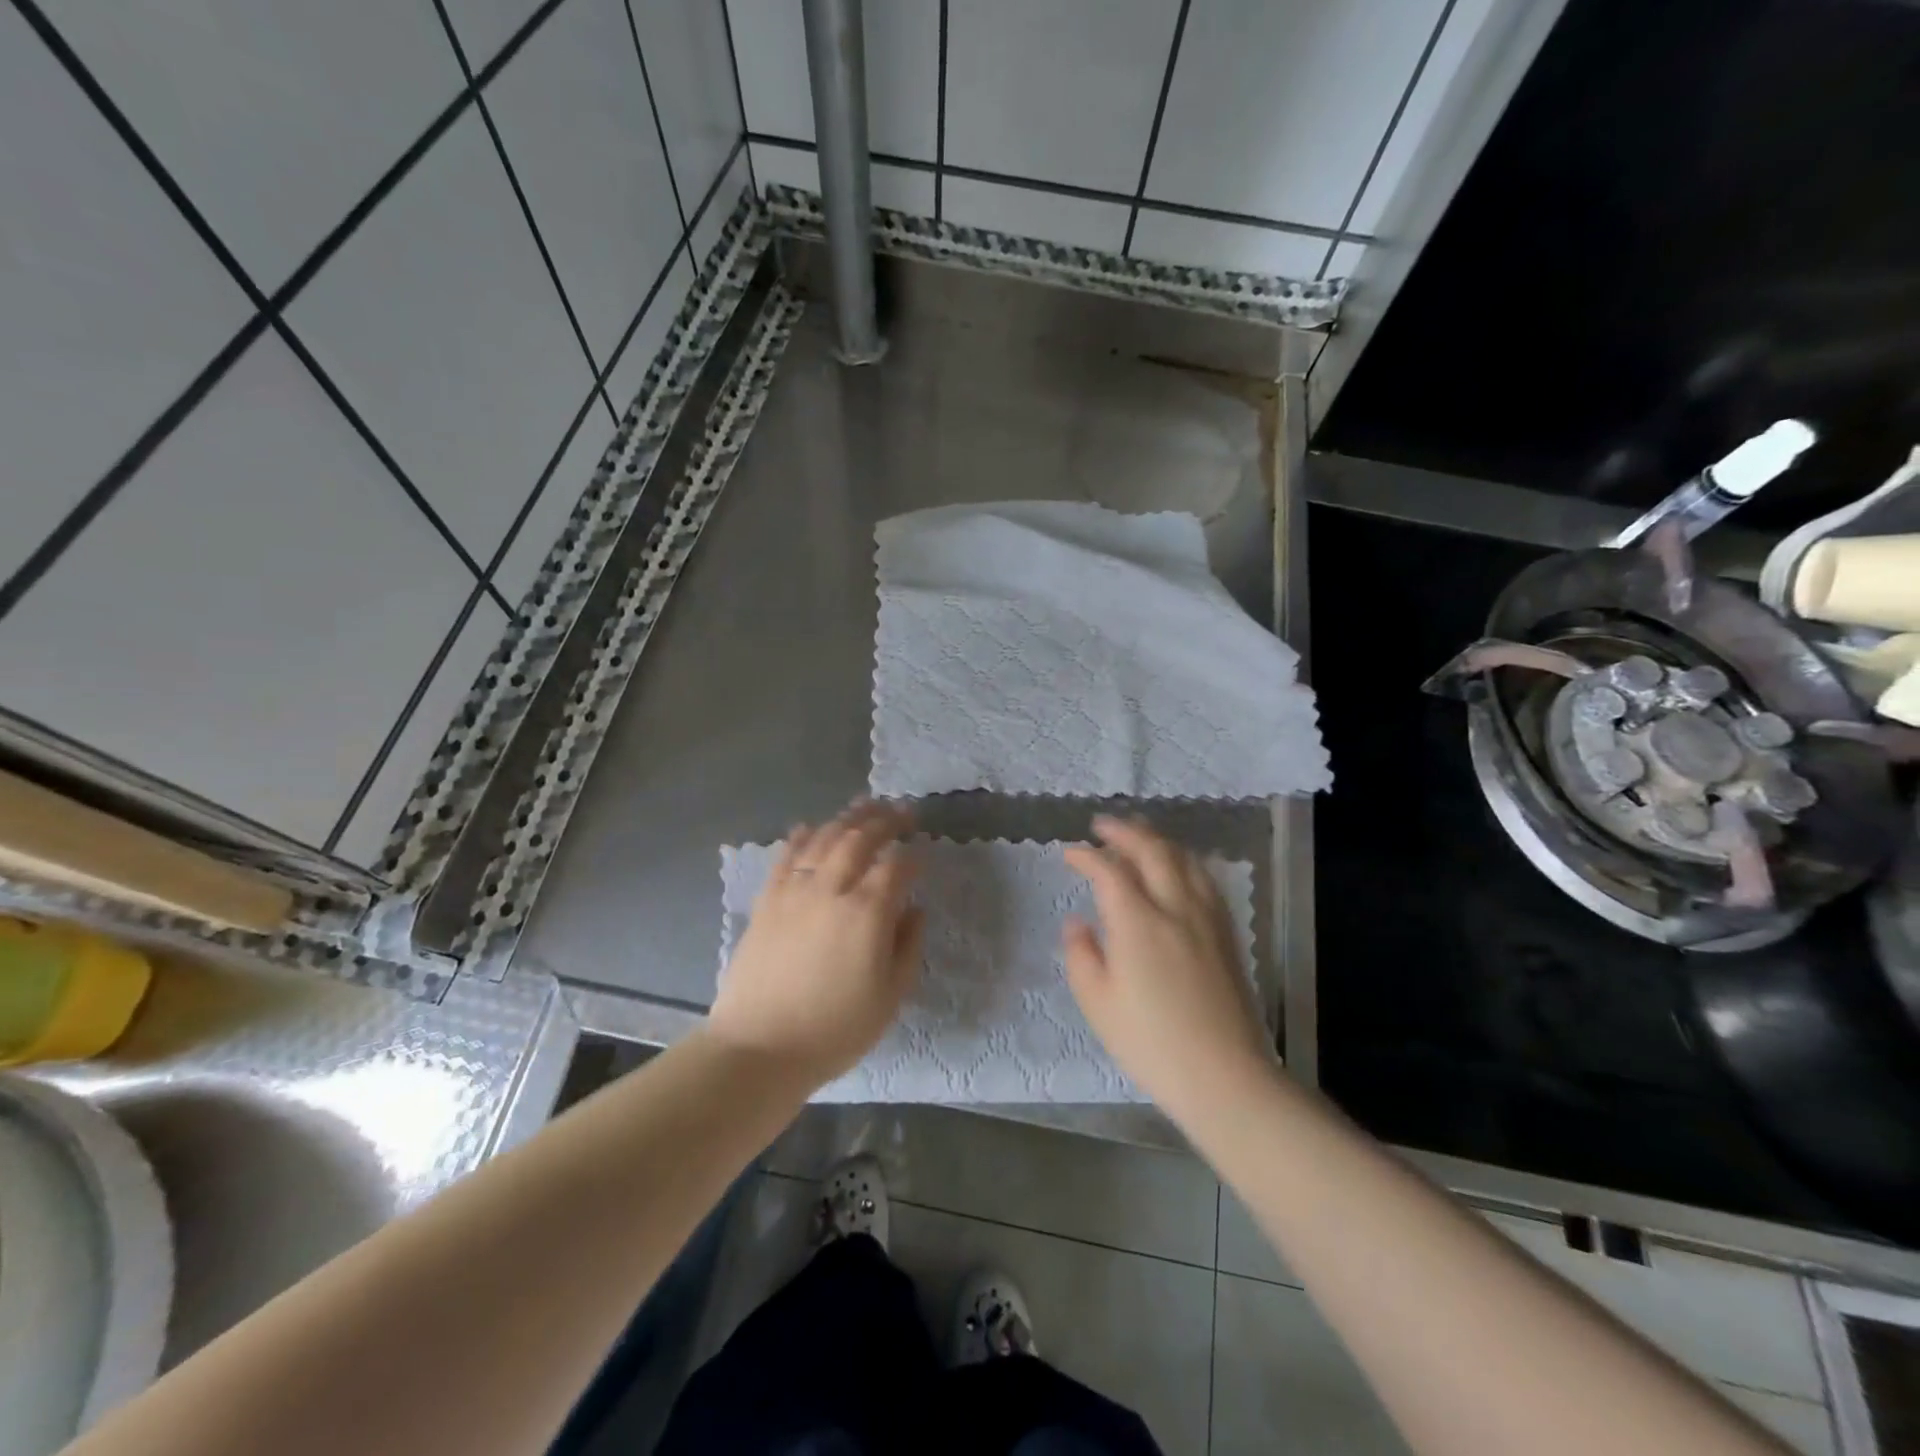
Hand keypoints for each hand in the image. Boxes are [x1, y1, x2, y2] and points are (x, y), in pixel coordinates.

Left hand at [708, 801, 923, 1086]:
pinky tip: (811, 827)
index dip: (913, 855)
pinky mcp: (767, 900)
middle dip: (885, 820)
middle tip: (902, 811)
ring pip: (824, 838)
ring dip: (848, 818)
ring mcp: (795, 891)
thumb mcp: (889, 998)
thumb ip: (908, 947)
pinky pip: (786, 856)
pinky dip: (802, 836)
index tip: (923, 853)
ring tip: (865, 806)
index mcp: (868, 912)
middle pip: (860, 838)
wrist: (758, 1049)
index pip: (896, 865)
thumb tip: (914, 910)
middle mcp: (831, 889)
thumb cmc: (833, 1030)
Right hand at [1063, 816, 1276, 1118]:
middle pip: (1152, 850)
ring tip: (1139, 834)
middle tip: (1103, 825)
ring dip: (1157, 840)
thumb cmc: (1151, 1043)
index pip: (1109, 871)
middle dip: (1125, 832)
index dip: (1086, 856)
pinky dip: (1185, 861)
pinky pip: (1205, 879)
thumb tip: (1078, 922)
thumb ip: (1081, 955)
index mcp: (1138, 923)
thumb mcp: (1098, 1004)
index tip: (1070, 853)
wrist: (1224, 1075)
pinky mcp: (1228, 933)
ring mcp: (1207, 918)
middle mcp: (1175, 908)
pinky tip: (1179, 867)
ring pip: (1184, 859)